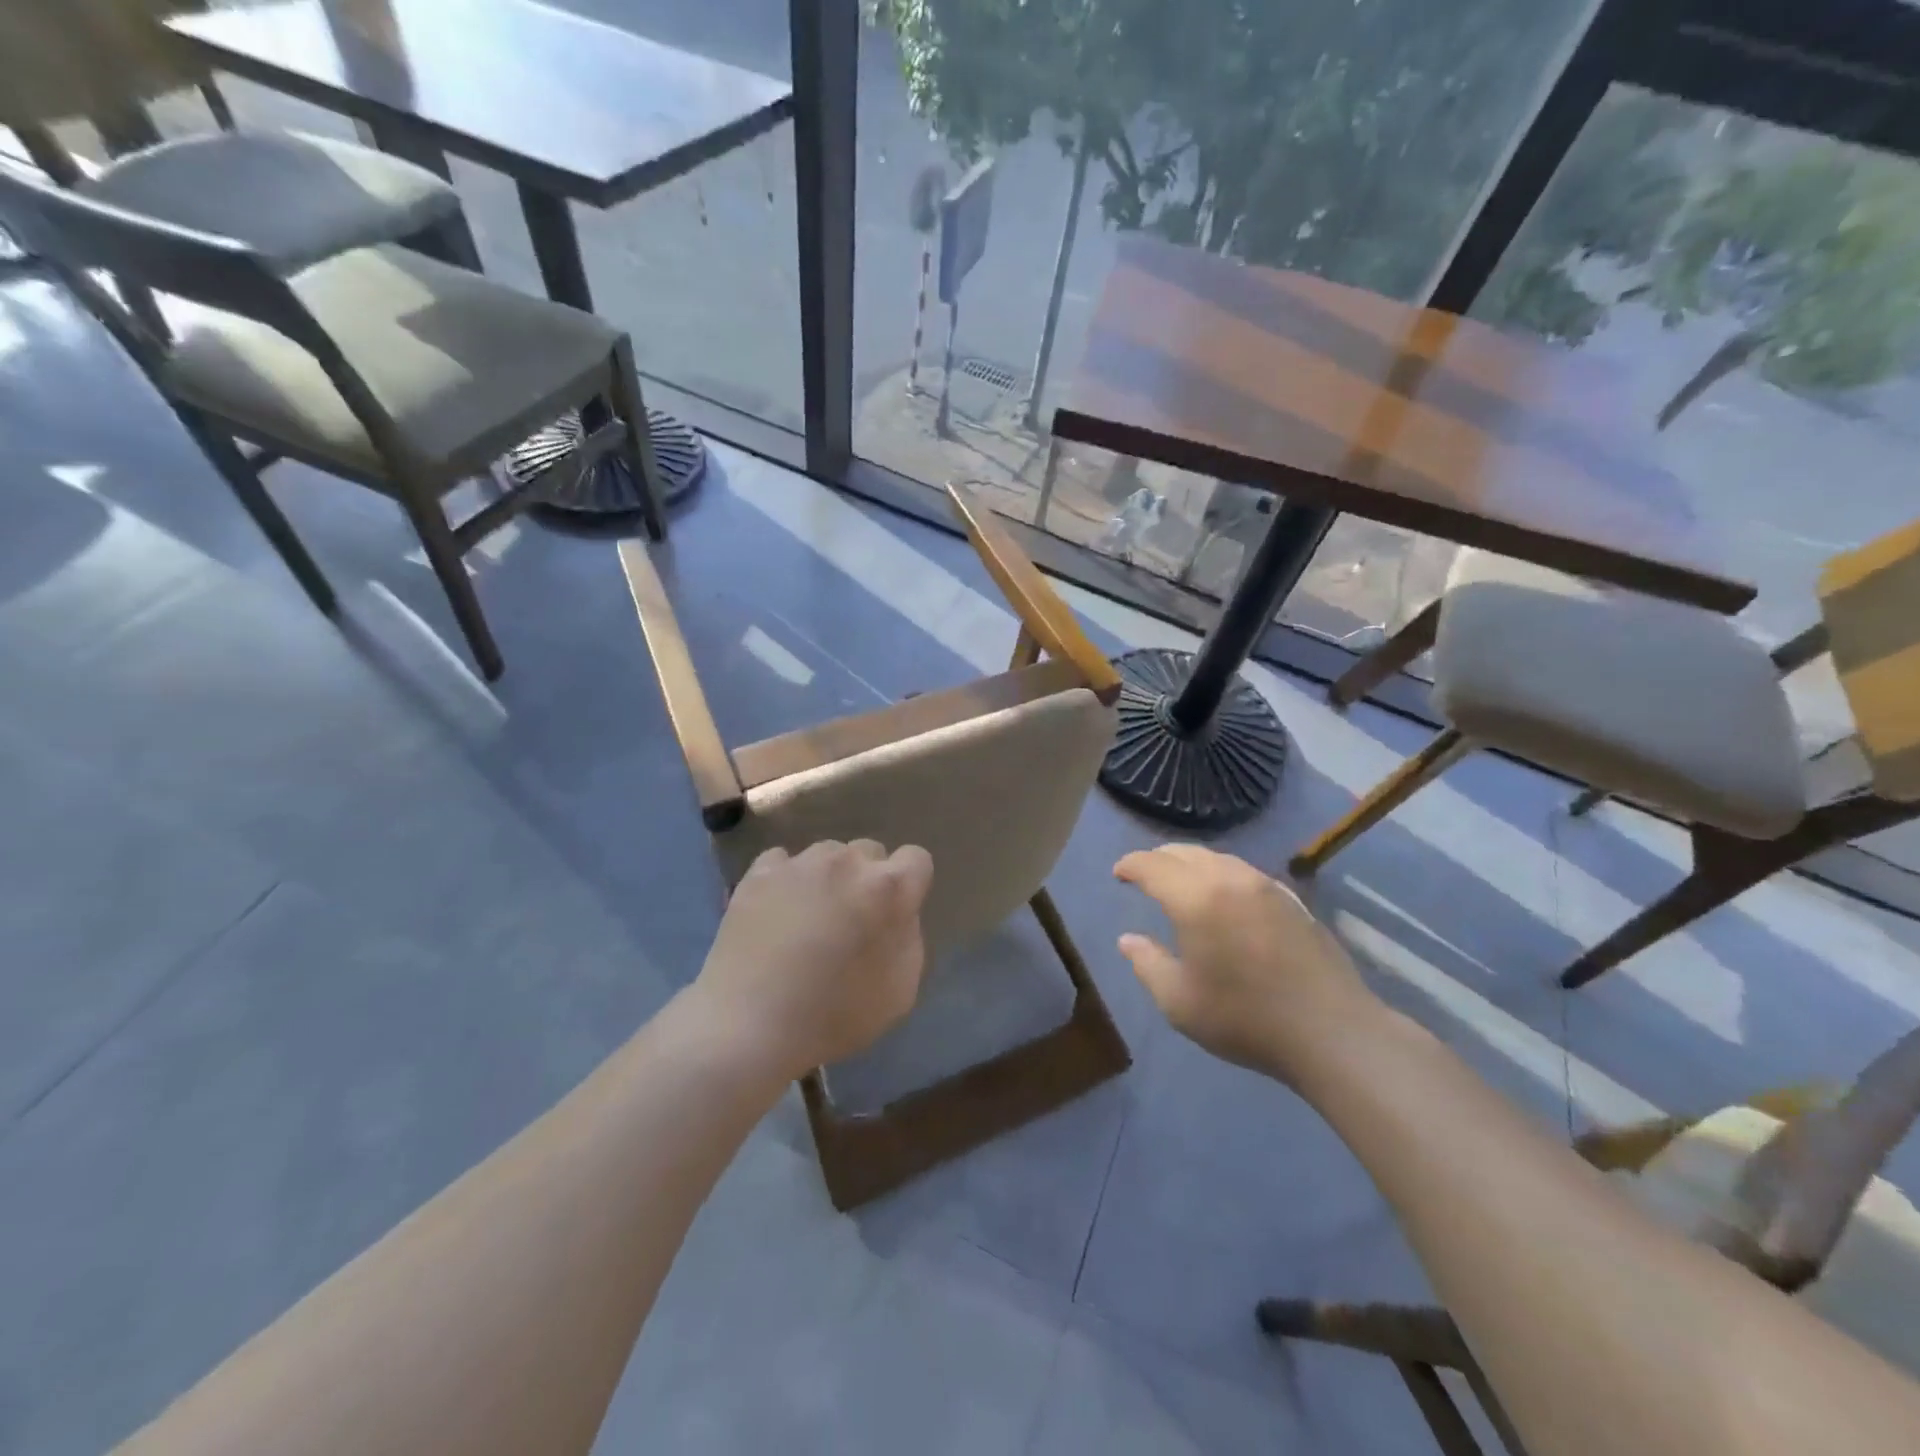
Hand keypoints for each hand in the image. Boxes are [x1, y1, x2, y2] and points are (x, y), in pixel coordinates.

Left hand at [694, 840, 934, 1079]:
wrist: (750, 1026)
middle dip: (867, 879)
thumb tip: (898, 915)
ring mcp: (800, 863)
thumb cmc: (834, 1015)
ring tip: (808, 917)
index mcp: (889, 888)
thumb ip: (908, 938)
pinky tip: (776, 911)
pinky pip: (783, 861)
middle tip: (850, 919)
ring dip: (827, 878)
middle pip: (869, 852)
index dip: (909, 885)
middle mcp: (847, 862)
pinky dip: (786, 880)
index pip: (916, 859)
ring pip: (827, 854)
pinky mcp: (759, 872)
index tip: (893, 914)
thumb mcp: (900, 991)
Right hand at [1113, 845, 1375, 1078]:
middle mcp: (1230, 879)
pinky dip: (1221, 874)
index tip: (1118, 873)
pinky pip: (1244, 872)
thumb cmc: (1245, 1017)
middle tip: (1144, 874)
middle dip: (1158, 858)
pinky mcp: (1292, 900)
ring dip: (1191, 864)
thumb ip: (1147, 963)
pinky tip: (1224, 897)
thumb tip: (1128, 939)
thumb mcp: (1179, 1001)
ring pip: (1218, 858)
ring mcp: (1266, 886)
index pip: (1152, 865)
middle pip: (1185, 852)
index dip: (1131, 865)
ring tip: (1181, 882)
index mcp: (1196, 897)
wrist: (1332, 1031)